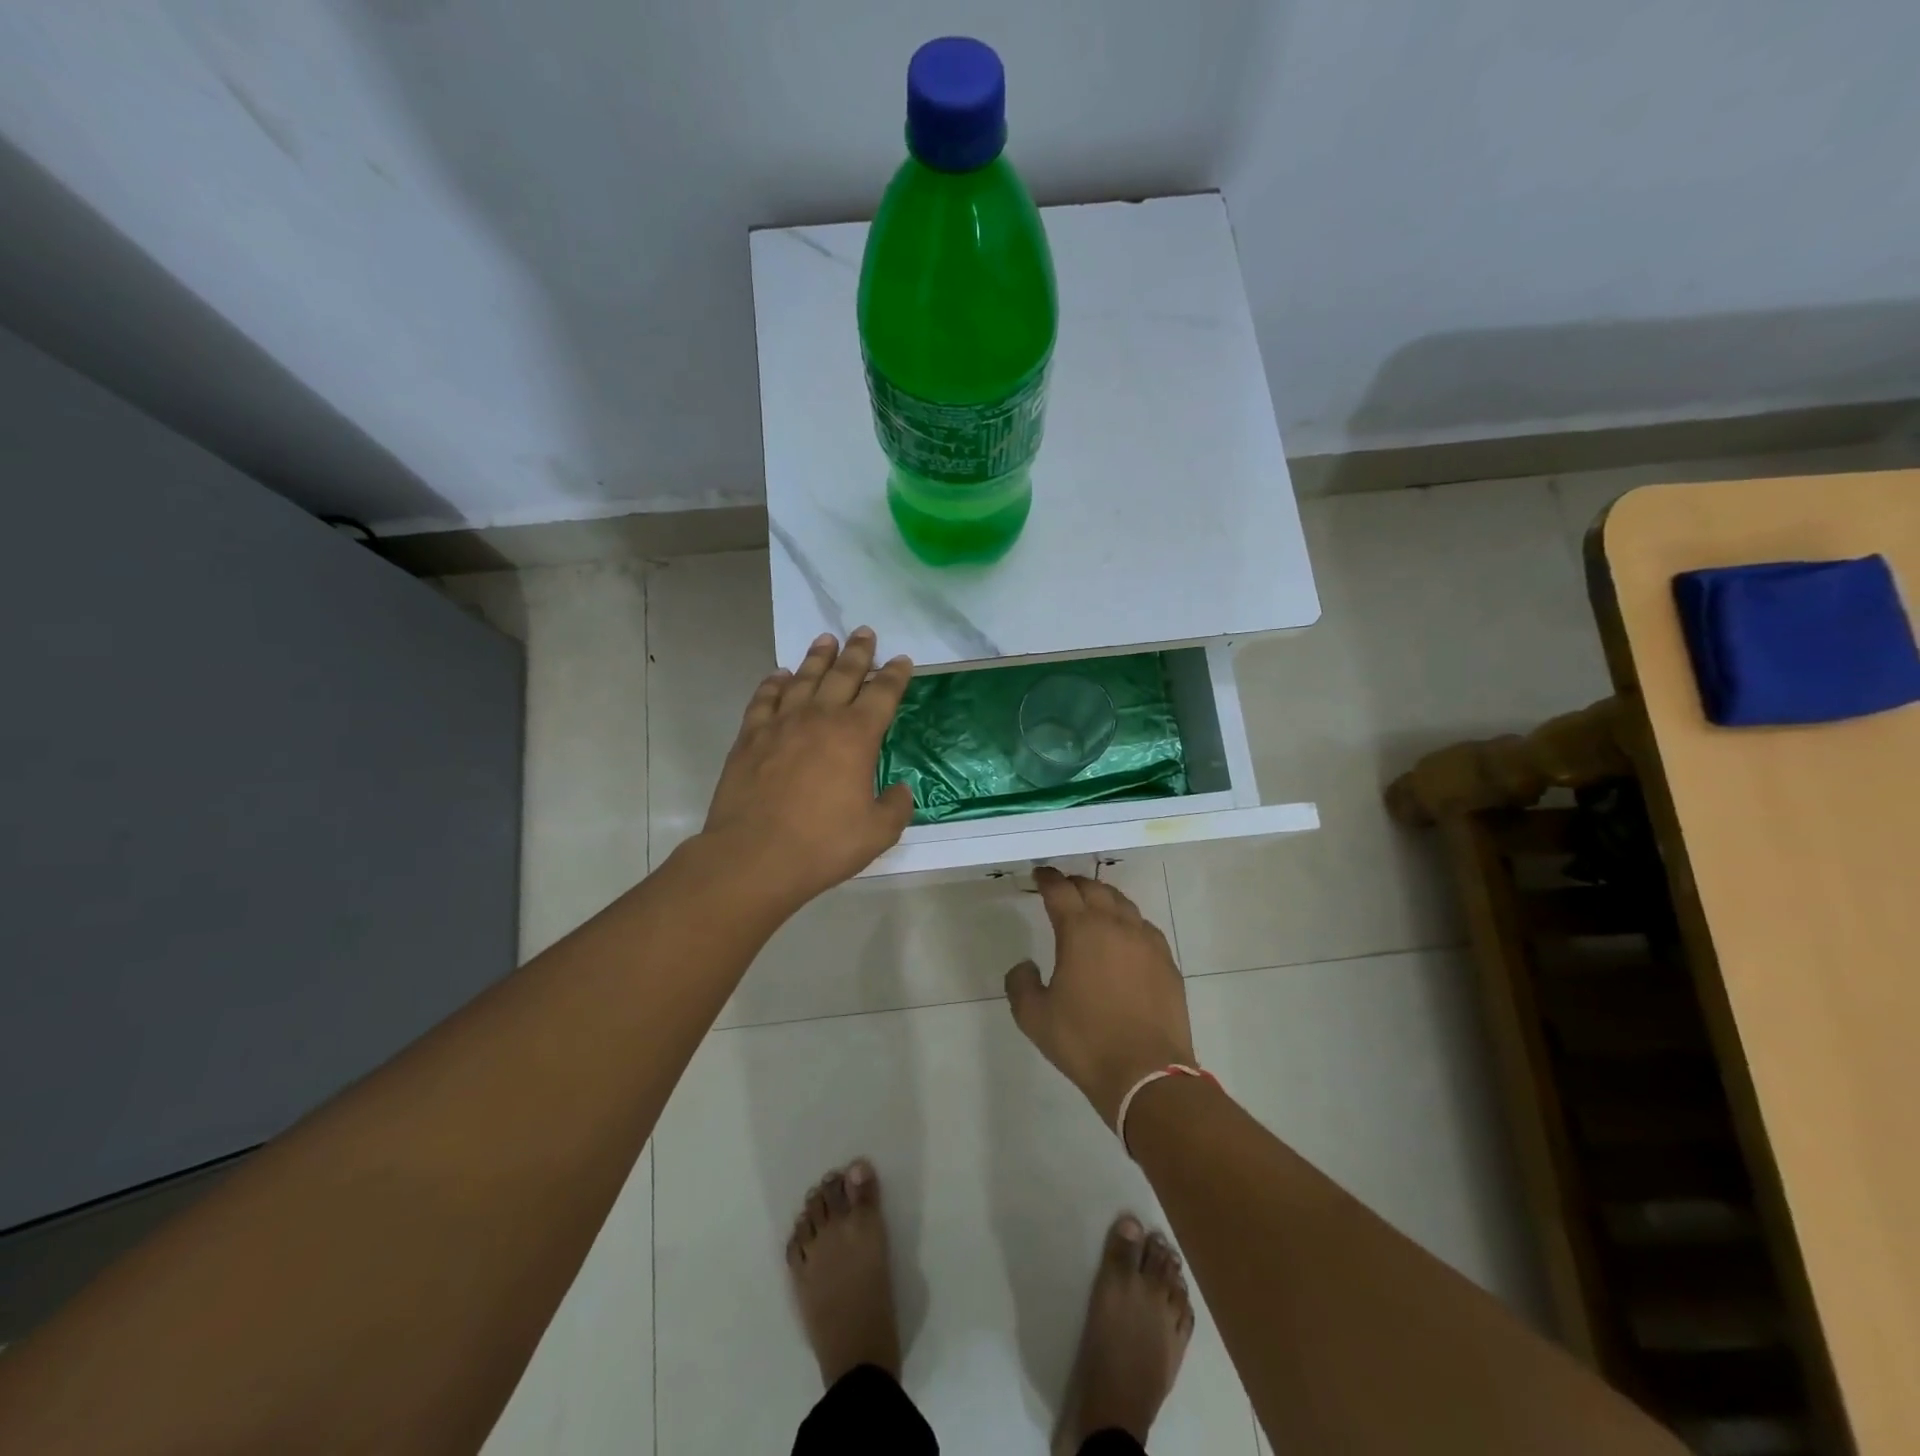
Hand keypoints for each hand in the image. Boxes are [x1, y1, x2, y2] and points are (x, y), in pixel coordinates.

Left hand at [700, 628, 915, 910]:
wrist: (754, 856)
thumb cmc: (822, 844)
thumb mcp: (877, 832)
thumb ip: (895, 806)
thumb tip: (899, 790)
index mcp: (856, 736)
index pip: (882, 694)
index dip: (894, 675)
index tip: (901, 659)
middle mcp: (820, 718)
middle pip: (843, 674)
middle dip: (857, 652)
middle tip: (864, 632)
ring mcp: (781, 724)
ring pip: (803, 679)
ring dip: (817, 658)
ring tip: (825, 640)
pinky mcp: (750, 737)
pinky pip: (764, 699)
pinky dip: (774, 683)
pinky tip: (780, 675)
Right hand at [1005, 868, 1197, 1125]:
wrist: (1146, 1073)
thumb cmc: (1084, 1041)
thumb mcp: (1034, 1017)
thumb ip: (1021, 983)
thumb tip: (1026, 965)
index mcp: (1080, 930)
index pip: (1060, 890)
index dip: (1047, 879)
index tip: (1039, 874)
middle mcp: (1115, 925)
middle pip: (1094, 888)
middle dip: (1075, 884)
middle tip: (1063, 888)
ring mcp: (1146, 941)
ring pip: (1123, 903)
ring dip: (1104, 898)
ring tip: (1093, 905)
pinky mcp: (1167, 961)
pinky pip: (1144, 927)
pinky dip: (1128, 922)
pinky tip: (1124, 936)